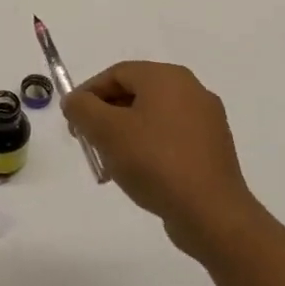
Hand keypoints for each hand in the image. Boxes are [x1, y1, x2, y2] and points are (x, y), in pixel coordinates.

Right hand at [63, 61, 262, 256]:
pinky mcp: (212, 148)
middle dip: (105, 116)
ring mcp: (206, 120)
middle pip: (135, 93)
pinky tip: (138, 174)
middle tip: (88, 142)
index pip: (116, 73)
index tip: (72, 122)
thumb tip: (75, 101)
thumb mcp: (106, 131)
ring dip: (124, 135)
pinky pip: (170, 138)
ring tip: (110, 164)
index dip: (87, 94)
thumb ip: (82, 108)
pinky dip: (148, 148)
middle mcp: (191, 90)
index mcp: (167, 77)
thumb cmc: (154, 162)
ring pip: (151, 117)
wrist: (210, 212)